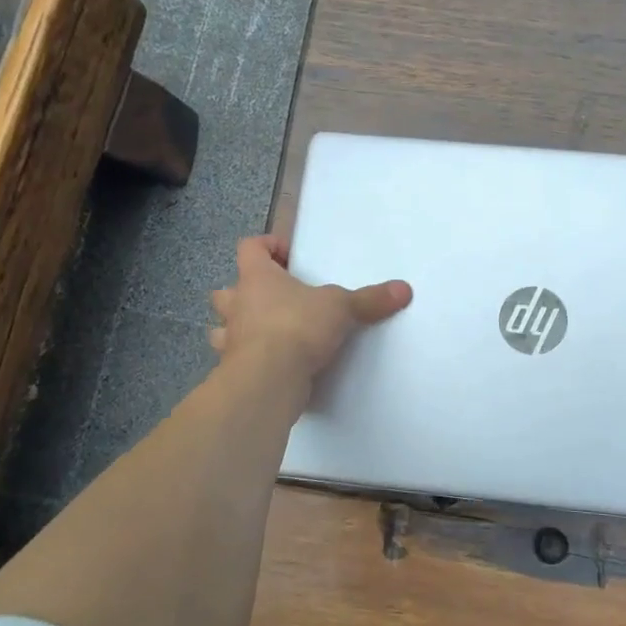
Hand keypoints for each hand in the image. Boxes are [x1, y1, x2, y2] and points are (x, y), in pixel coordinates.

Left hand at [209, 235, 411, 382]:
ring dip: (239, 329)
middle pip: (227, 290)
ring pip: (222, 328)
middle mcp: (238, 306)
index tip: (288, 255)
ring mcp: (231, 341)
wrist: (269, 379)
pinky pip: (236, 360)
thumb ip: (370, 299)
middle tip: (272, 298)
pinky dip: (250, 361)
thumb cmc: (297, 327)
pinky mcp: (235, 371)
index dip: (266, 246)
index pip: (249, 248)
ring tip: (265, 333)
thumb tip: (404, 289)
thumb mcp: (341, 307)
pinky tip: (272, 365)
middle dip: (243, 292)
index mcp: (257, 278)